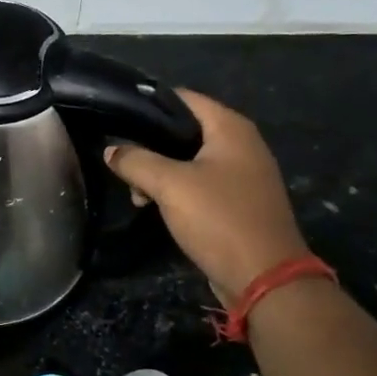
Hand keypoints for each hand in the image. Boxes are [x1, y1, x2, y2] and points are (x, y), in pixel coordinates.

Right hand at [104, 89, 308, 303]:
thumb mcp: (169, 185)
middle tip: (123, 164)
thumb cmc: (218, 218)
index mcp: (231, 128)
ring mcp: (243, 175)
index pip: (184, 98)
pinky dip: (177, 191)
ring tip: (136, 194)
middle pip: (185, 131)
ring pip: (190, 161)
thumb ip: (136, 161)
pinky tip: (155, 206)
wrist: (264, 277)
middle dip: (151, 146)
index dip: (149, 104)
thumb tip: (112, 150)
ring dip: (160, 173)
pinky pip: (201, 185)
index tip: (118, 117)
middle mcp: (242, 145)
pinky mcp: (239, 202)